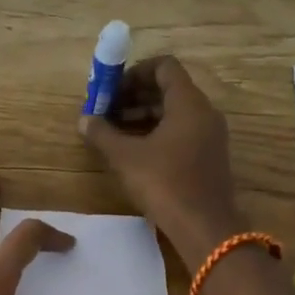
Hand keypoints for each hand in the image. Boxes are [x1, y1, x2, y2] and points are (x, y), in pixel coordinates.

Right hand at [78, 56, 244, 269]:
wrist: (205, 228)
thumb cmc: (165, 184)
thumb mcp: (126, 157)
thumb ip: (102, 134)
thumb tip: (84, 120)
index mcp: (188, 103)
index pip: (164, 66)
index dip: (135, 72)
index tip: (112, 89)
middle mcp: (204, 112)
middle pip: (168, 89)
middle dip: (134, 95)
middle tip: (106, 110)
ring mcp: (209, 135)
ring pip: (174, 112)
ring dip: (143, 115)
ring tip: (114, 131)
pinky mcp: (208, 156)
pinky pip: (181, 131)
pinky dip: (157, 132)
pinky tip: (133, 150)